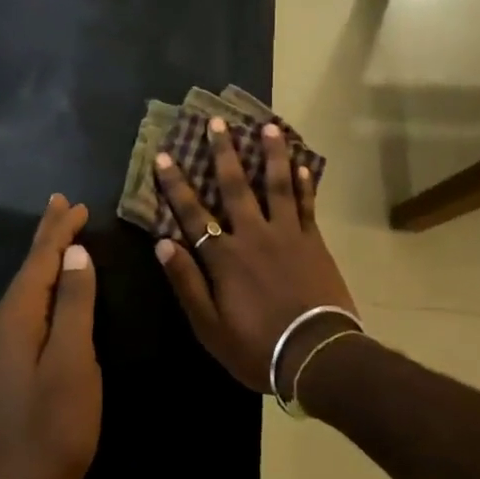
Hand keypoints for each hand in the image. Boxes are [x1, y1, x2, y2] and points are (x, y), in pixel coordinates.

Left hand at [0, 194, 101, 478]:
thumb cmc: (54, 426)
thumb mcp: (73, 361)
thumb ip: (75, 305)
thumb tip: (75, 254)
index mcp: (15, 317)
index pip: (39, 261)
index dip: (58, 231)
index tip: (75, 204)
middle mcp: (1, 323)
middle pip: (28, 269)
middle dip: (46, 237)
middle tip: (60, 203)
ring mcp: (1, 345)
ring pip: (27, 287)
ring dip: (45, 258)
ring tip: (59, 233)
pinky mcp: (8, 362)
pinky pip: (28, 306)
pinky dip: (44, 285)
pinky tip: (52, 285)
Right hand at [154, 119, 355, 392]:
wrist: (316, 356)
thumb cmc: (256, 347)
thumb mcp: (209, 326)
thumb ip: (186, 282)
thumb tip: (163, 243)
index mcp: (224, 257)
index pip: (193, 213)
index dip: (176, 185)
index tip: (164, 156)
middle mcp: (253, 235)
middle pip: (235, 187)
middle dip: (223, 153)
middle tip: (216, 123)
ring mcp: (287, 235)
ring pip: (276, 185)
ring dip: (271, 154)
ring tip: (267, 127)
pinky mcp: (313, 242)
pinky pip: (307, 205)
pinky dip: (305, 184)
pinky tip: (303, 165)